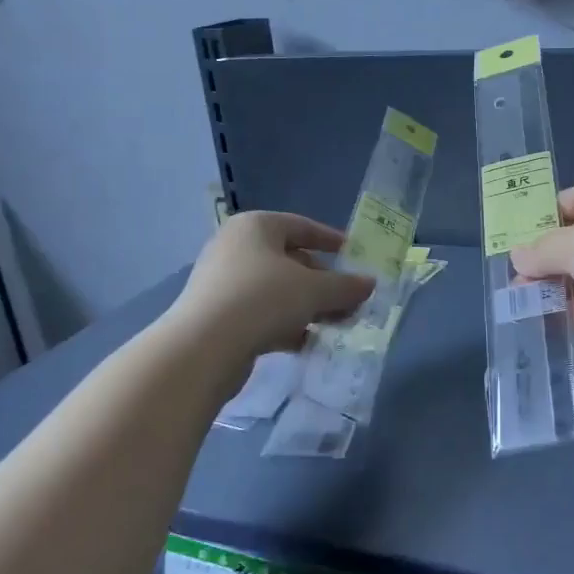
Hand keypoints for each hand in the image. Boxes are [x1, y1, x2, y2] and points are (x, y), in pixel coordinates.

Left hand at [171, 212, 374, 364]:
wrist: (204, 347)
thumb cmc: (263, 299)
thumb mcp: (315, 290)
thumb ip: (346, 286)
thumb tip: (370, 284)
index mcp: (256, 227)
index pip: (302, 226)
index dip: (332, 241)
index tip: (356, 257)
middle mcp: (236, 248)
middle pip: (291, 261)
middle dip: (325, 282)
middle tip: (352, 301)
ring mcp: (224, 283)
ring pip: (278, 290)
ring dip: (309, 307)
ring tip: (338, 325)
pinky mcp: (219, 316)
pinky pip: (262, 313)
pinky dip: (286, 325)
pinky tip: (308, 343)